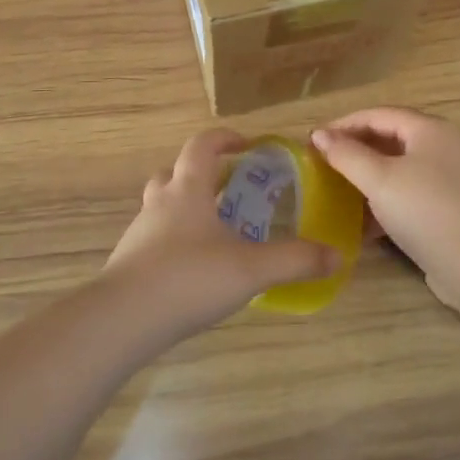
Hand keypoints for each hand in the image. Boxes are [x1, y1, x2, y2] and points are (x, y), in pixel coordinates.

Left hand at [103, 129, 338, 335]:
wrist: (122, 320)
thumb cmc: (189, 278)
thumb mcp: (252, 269)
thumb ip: (296, 260)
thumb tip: (337, 256)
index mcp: (188, 190)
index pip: (202, 146)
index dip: (225, 138)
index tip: (247, 145)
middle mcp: (160, 203)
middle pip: (175, 173)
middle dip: (202, 176)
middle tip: (229, 192)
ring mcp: (139, 233)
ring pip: (162, 207)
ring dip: (186, 209)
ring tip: (216, 234)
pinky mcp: (129, 263)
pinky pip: (155, 239)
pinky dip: (175, 242)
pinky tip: (194, 270)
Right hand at [310, 108, 459, 312]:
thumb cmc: (424, 209)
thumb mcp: (378, 178)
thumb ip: (346, 154)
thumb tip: (320, 135)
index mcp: (429, 130)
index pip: (378, 115)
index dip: (343, 124)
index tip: (312, 140)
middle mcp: (442, 147)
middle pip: (390, 138)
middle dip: (354, 149)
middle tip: (322, 163)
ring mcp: (447, 178)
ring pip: (398, 168)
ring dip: (367, 176)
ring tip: (336, 189)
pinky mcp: (446, 207)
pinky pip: (407, 193)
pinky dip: (383, 199)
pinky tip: (362, 221)